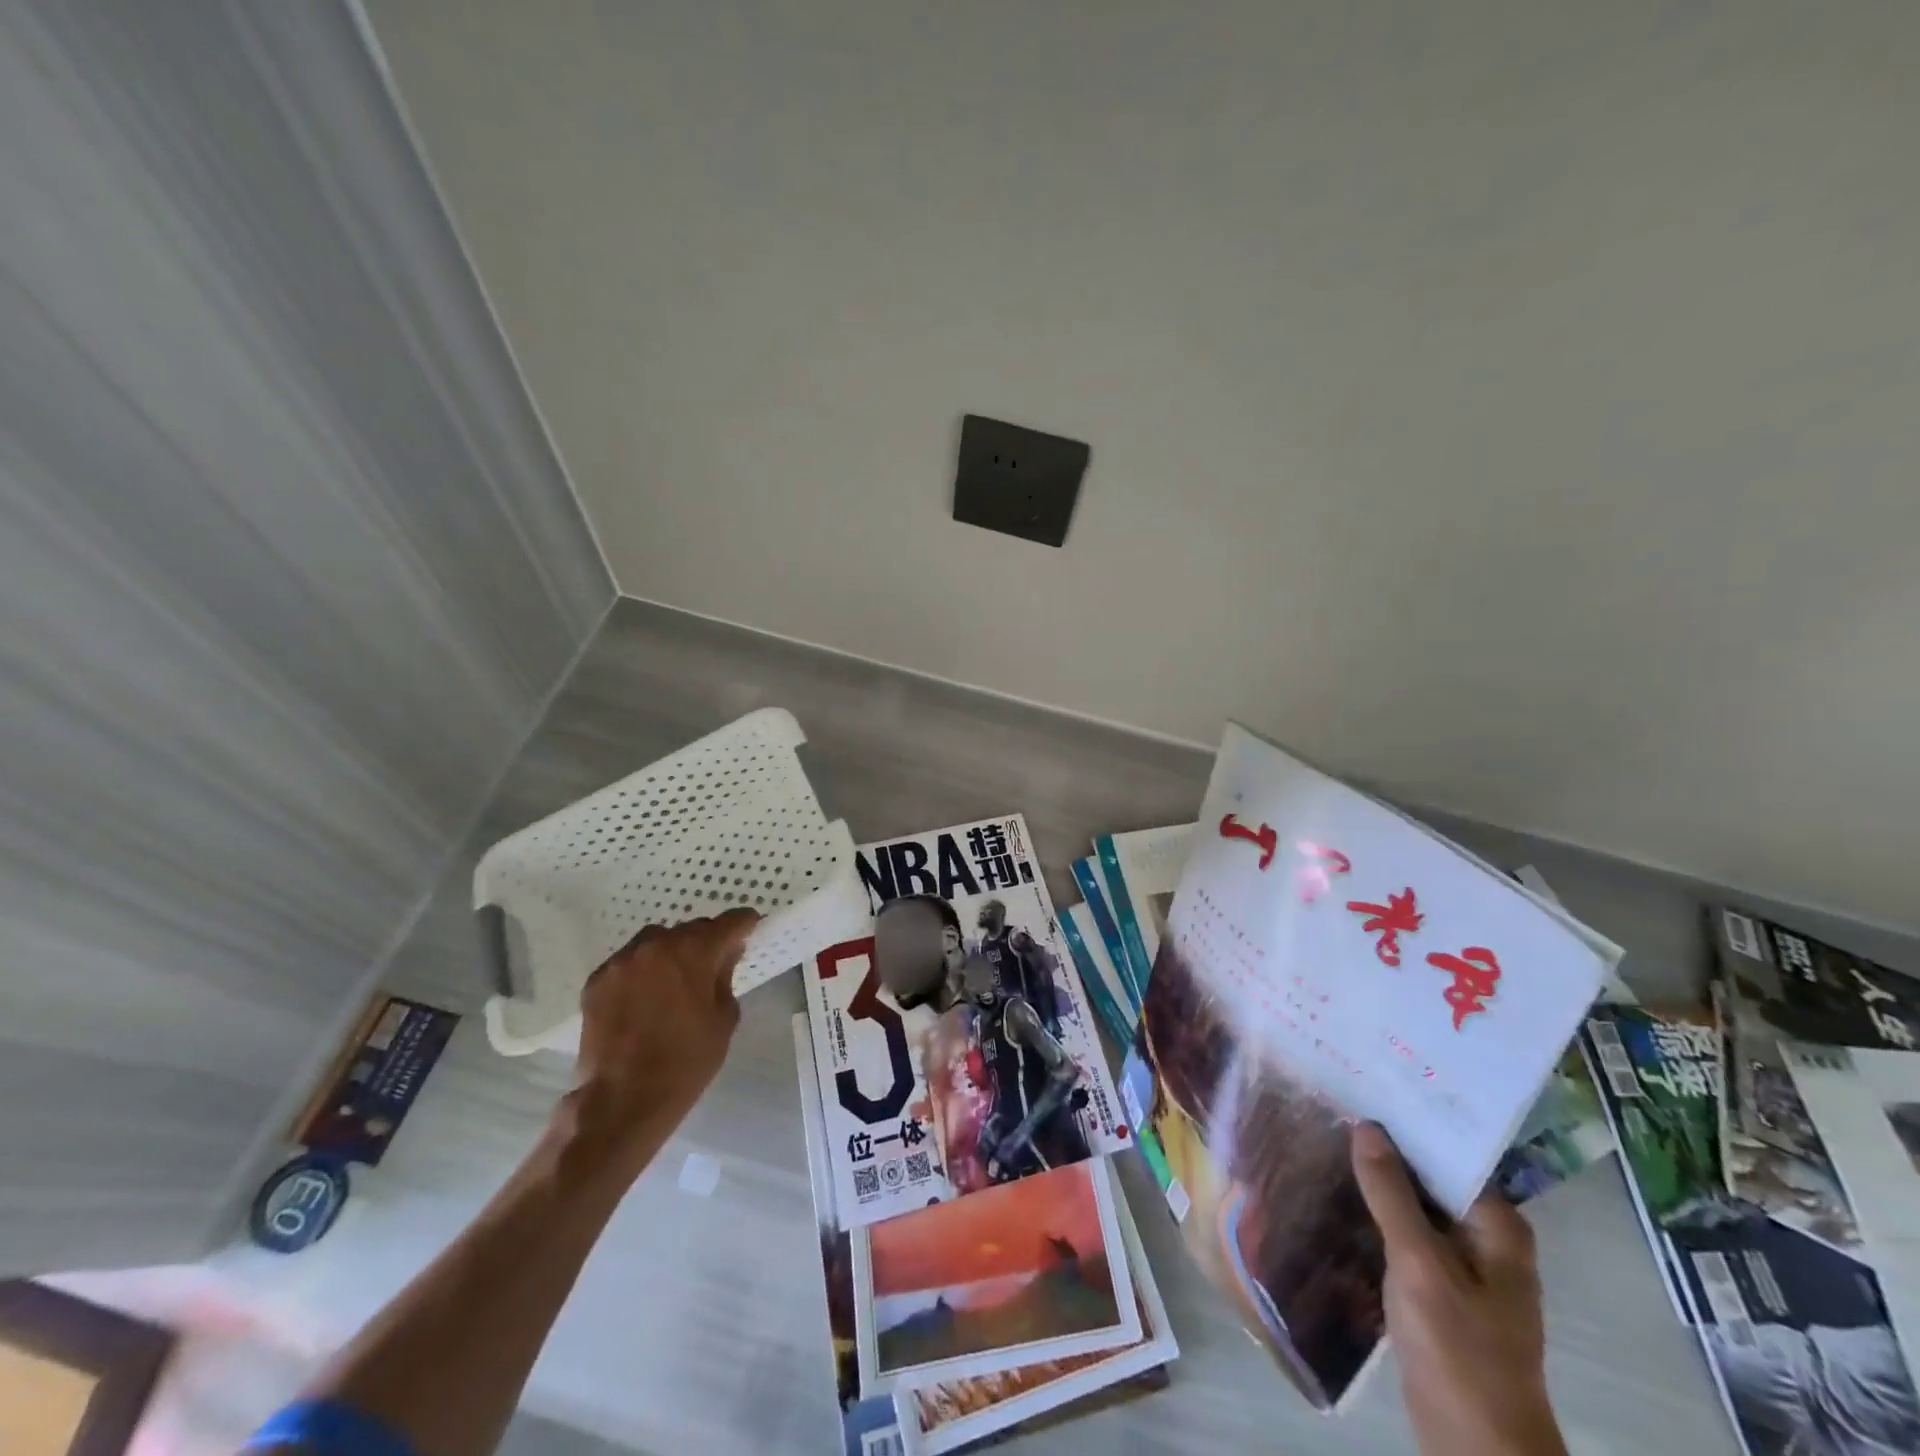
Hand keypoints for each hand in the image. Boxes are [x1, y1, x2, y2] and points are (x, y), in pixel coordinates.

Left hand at [562, 910, 758, 1181]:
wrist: (621, 1101)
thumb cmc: (685, 1062)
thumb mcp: (724, 1019)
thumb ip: (726, 977)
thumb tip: (724, 956)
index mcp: (694, 951)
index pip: (730, 921)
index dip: (744, 924)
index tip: (750, 931)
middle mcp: (656, 944)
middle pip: (691, 929)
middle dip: (706, 942)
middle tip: (712, 967)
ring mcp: (622, 961)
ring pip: (656, 942)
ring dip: (671, 953)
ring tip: (673, 982)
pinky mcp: (597, 981)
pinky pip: (629, 963)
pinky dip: (641, 971)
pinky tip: (644, 999)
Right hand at [1351, 1123, 1567, 1455]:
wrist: (1476, 1447)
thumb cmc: (1459, 1349)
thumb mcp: (1419, 1264)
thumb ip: (1391, 1194)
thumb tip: (1366, 1126)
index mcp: (1497, 1226)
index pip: (1448, 1153)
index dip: (1406, 1121)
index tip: (1362, 1088)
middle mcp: (1484, 1237)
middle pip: (1430, 1177)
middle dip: (1385, 1148)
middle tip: (1334, 1105)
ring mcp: (1461, 1265)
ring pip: (1414, 1206)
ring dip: (1377, 1181)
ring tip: (1326, 1138)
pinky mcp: (1437, 1288)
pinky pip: (1404, 1234)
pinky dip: (1376, 1214)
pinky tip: (1337, 1194)